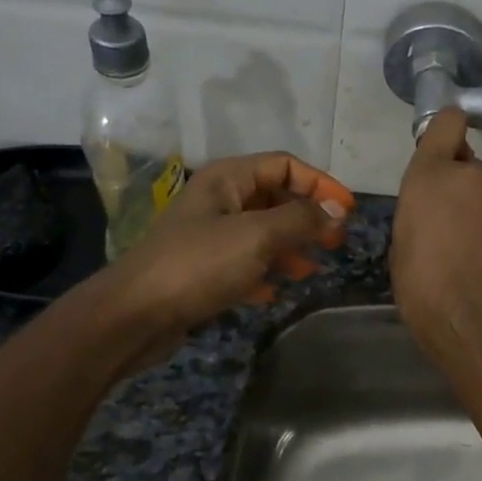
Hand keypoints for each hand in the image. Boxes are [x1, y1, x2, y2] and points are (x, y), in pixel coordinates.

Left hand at [108, 152, 352, 339]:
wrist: (134, 315)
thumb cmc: (198, 265)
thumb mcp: (257, 237)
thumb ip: (301, 219)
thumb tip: (336, 210)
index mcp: (227, 179)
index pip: (284, 165)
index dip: (320, 184)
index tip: (347, 212)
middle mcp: (218, 201)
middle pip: (274, 198)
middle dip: (308, 217)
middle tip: (336, 242)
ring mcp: (208, 236)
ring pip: (261, 233)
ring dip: (290, 248)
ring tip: (310, 270)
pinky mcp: (202, 269)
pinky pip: (243, 263)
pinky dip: (263, 273)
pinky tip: (274, 291)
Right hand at [391, 109, 481, 363]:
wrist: (469, 320)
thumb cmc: (419, 282)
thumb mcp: (402, 238)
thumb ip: (421, 206)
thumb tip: (436, 206)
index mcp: (432, 174)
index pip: (448, 121)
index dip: (446, 131)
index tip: (442, 149)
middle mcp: (472, 176)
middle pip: (467, 167)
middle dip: (459, 187)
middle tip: (447, 224)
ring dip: (480, 212)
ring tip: (469, 251)